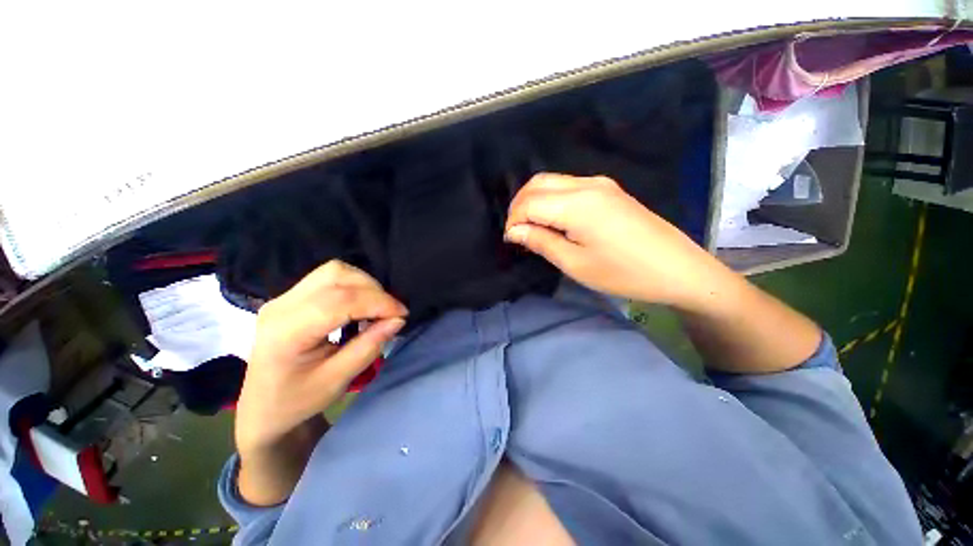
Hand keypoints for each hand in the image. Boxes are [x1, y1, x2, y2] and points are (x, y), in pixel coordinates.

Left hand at [235, 260, 407, 455]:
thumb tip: (397, 320)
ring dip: (364, 284)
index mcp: (287, 332)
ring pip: (334, 271)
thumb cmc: (297, 401)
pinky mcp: (291, 296)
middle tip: (390, 313)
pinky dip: (354, 285)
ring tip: (377, 307)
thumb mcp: (338, 380)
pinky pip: (329, 277)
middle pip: (337, 276)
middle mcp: (281, 306)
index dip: (378, 302)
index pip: (341, 301)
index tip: (402, 314)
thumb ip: (369, 346)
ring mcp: (283, 297)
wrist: (262, 408)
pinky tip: (360, 305)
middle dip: (374, 291)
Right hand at [505, 173, 724, 309]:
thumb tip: (515, 231)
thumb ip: (541, 241)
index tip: (511, 240)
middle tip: (518, 232)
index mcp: (577, 204)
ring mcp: (600, 184)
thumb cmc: (623, 273)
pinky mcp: (609, 190)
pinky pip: (569, 186)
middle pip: (538, 183)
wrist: (679, 269)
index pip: (529, 202)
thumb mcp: (576, 263)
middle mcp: (587, 184)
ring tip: (532, 227)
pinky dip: (552, 199)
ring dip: (535, 201)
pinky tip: (554, 219)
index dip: (514, 220)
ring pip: (553, 182)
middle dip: (520, 205)